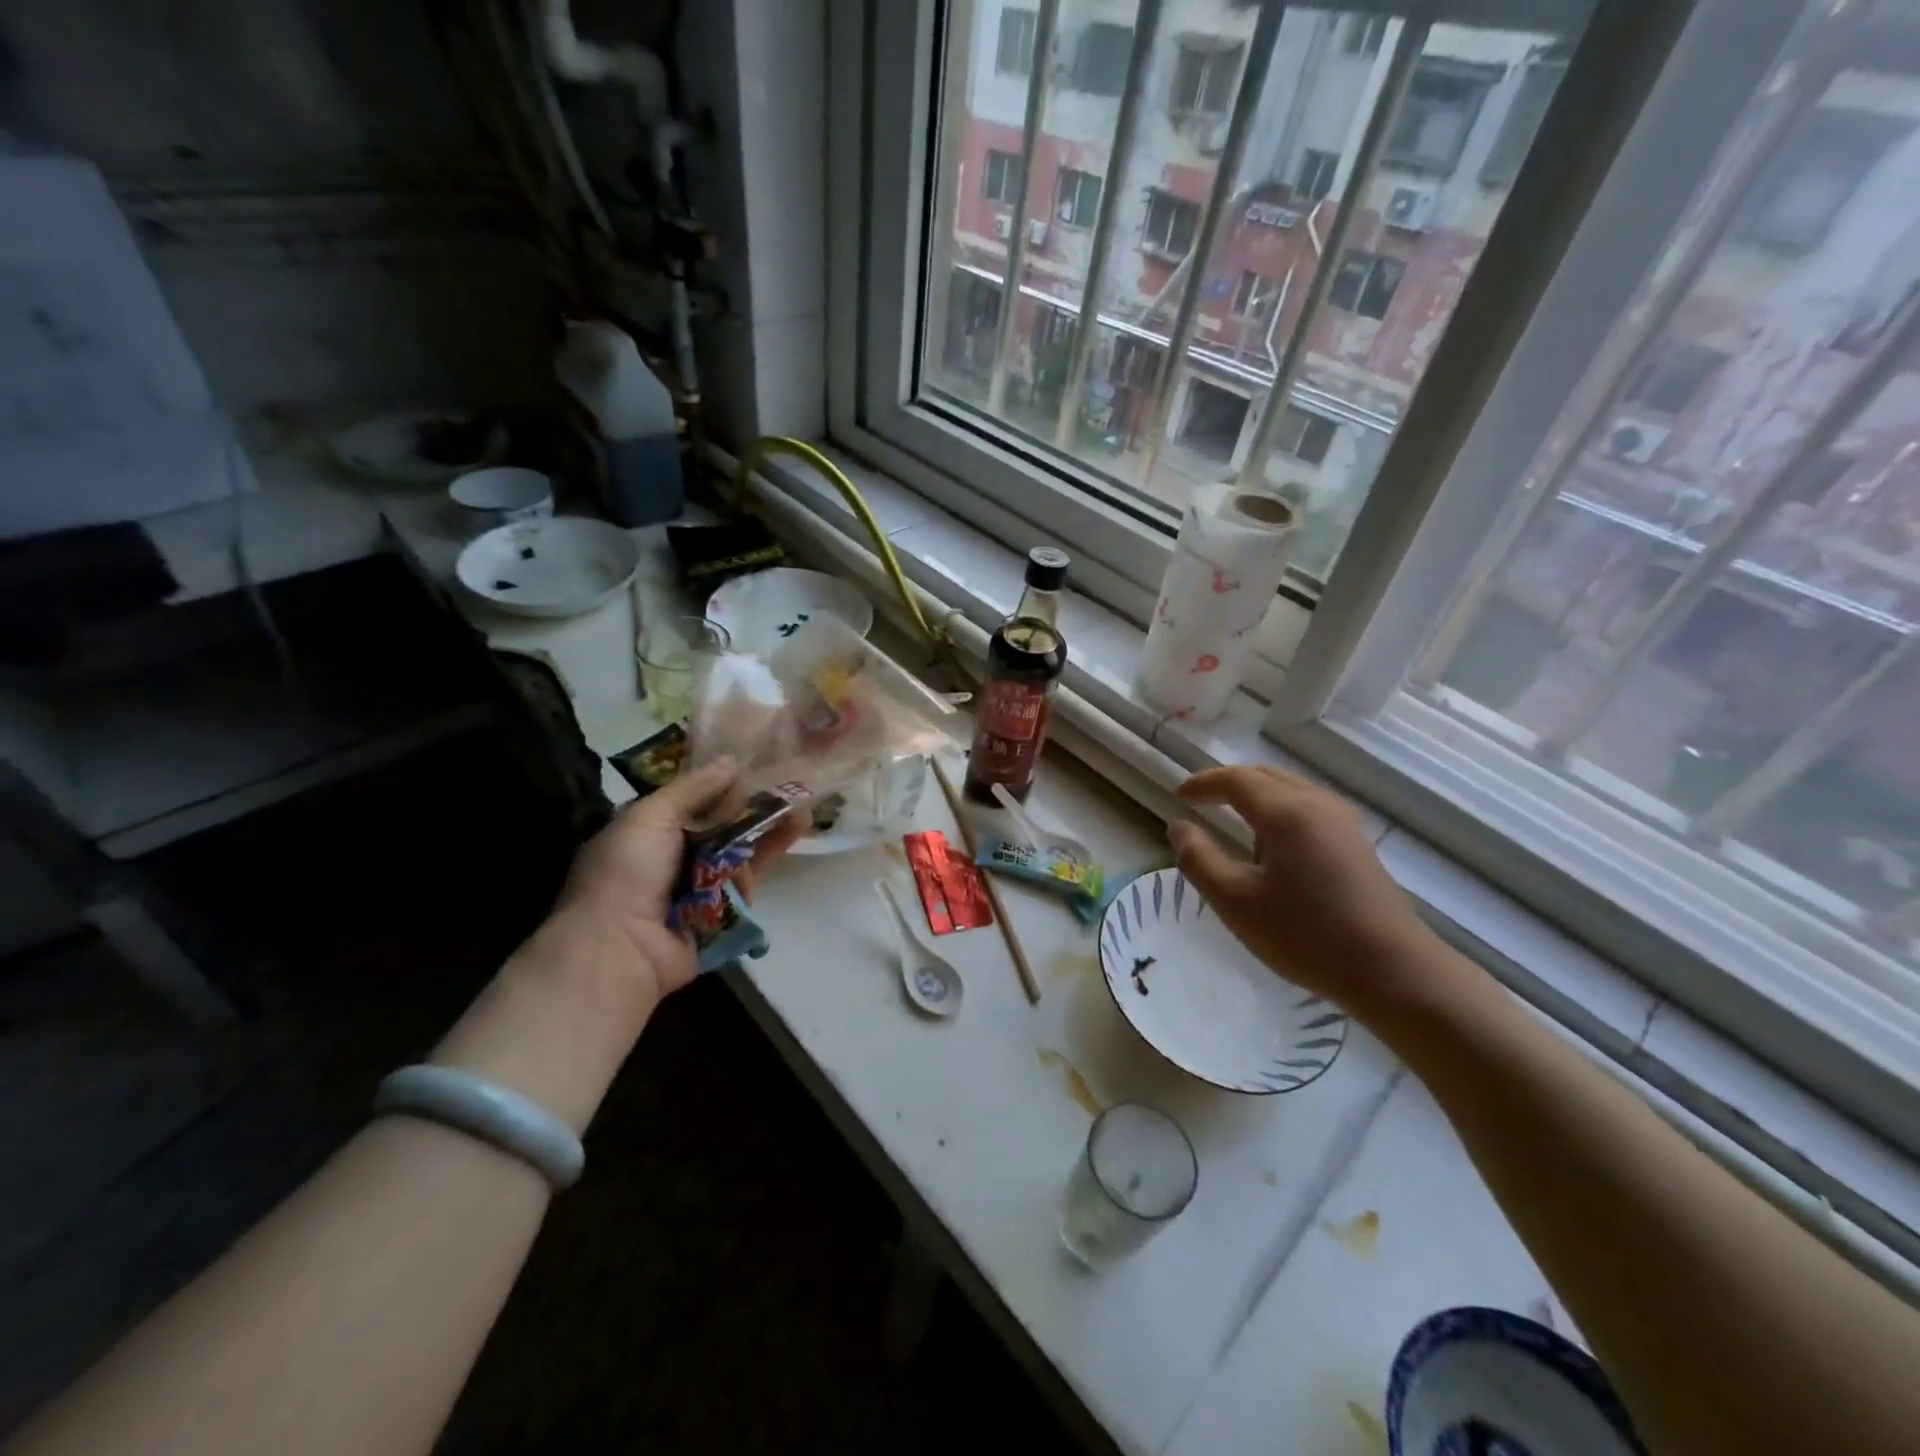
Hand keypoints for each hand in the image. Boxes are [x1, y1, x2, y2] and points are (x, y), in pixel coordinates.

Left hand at [552, 758, 803, 1000]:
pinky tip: (796, 828)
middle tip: (792, 780)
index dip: (725, 782)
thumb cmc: (627, 872)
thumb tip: (732, 760)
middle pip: (724, 822)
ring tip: (802, 804)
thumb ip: (694, 788)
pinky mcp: (724, 908)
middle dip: (755, 803)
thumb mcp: (651, 816)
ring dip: (771, 824)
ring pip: (742, 847)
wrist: (621, 948)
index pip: (694, 799)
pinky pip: (752, 875)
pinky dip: (772, 852)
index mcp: (649, 830)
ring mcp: (700, 883)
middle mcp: (675, 855)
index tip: (758, 760)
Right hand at [1167, 765, 1441, 1014]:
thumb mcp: (1235, 901)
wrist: (1392, 970)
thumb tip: (1178, 826)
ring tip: (1231, 819)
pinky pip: (1308, 808)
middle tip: (1201, 801)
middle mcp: (1316, 804)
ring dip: (1256, 795)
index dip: (1203, 783)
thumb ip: (1198, 858)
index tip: (1179, 797)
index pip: (1235, 779)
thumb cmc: (1305, 934)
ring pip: (1289, 790)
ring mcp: (1343, 822)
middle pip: (1265, 776)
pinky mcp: (1356, 843)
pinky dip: (1279, 810)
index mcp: (1285, 811)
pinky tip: (1273, 844)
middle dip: (1228, 783)